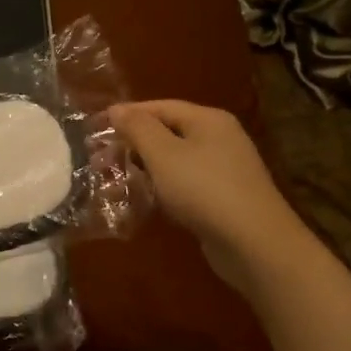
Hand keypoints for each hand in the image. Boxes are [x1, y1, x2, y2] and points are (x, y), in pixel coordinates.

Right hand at [111, 100, 309, 295]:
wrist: (254, 243)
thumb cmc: (204, 190)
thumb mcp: (163, 154)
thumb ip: (138, 129)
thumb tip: (116, 108)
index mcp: (208, 120)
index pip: (160, 106)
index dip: (128, 115)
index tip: (96, 128)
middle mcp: (220, 138)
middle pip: (168, 132)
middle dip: (134, 144)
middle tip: (102, 160)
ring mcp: (225, 169)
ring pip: (176, 160)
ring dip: (146, 168)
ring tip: (116, 181)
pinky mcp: (224, 198)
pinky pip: (186, 184)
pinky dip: (163, 188)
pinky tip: (147, 201)